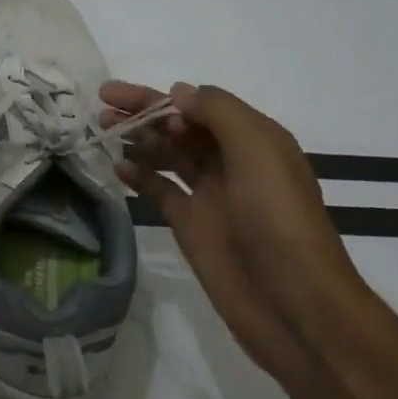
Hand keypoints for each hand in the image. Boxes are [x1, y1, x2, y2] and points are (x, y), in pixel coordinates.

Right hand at [101, 81, 369, 381]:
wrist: (294, 305)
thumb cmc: (279, 221)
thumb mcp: (258, 153)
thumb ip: (218, 114)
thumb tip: (178, 93)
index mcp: (254, 140)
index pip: (203, 105)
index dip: (167, 99)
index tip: (136, 103)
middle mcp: (232, 162)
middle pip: (181, 127)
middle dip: (145, 112)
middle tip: (103, 104)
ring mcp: (211, 195)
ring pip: (169, 155)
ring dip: (139, 140)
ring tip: (103, 130)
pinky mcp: (193, 226)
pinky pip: (161, 191)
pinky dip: (140, 177)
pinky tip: (117, 168)